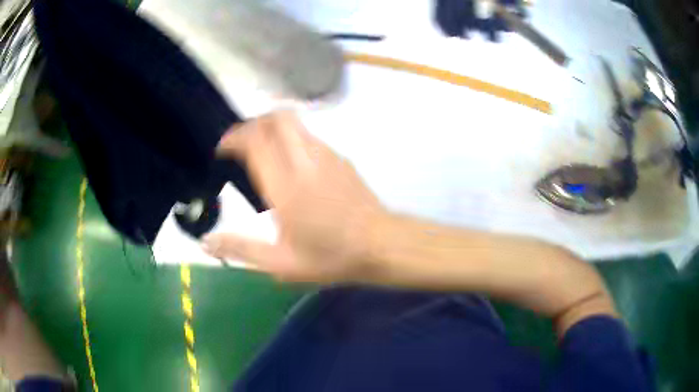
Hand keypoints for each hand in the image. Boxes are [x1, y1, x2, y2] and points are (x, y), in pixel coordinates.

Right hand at [205, 111, 383, 282]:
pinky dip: (292, 137)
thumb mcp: (281, 263)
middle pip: (277, 118)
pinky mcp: (341, 158)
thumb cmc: (331, 256)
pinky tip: (291, 162)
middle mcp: (304, 160)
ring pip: (295, 122)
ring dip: (273, 128)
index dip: (234, 137)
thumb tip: (206, 243)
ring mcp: (326, 155)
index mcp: (285, 185)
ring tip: (262, 149)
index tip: (223, 149)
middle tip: (241, 143)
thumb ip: (241, 249)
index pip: (255, 141)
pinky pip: (310, 136)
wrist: (381, 245)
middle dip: (253, 123)